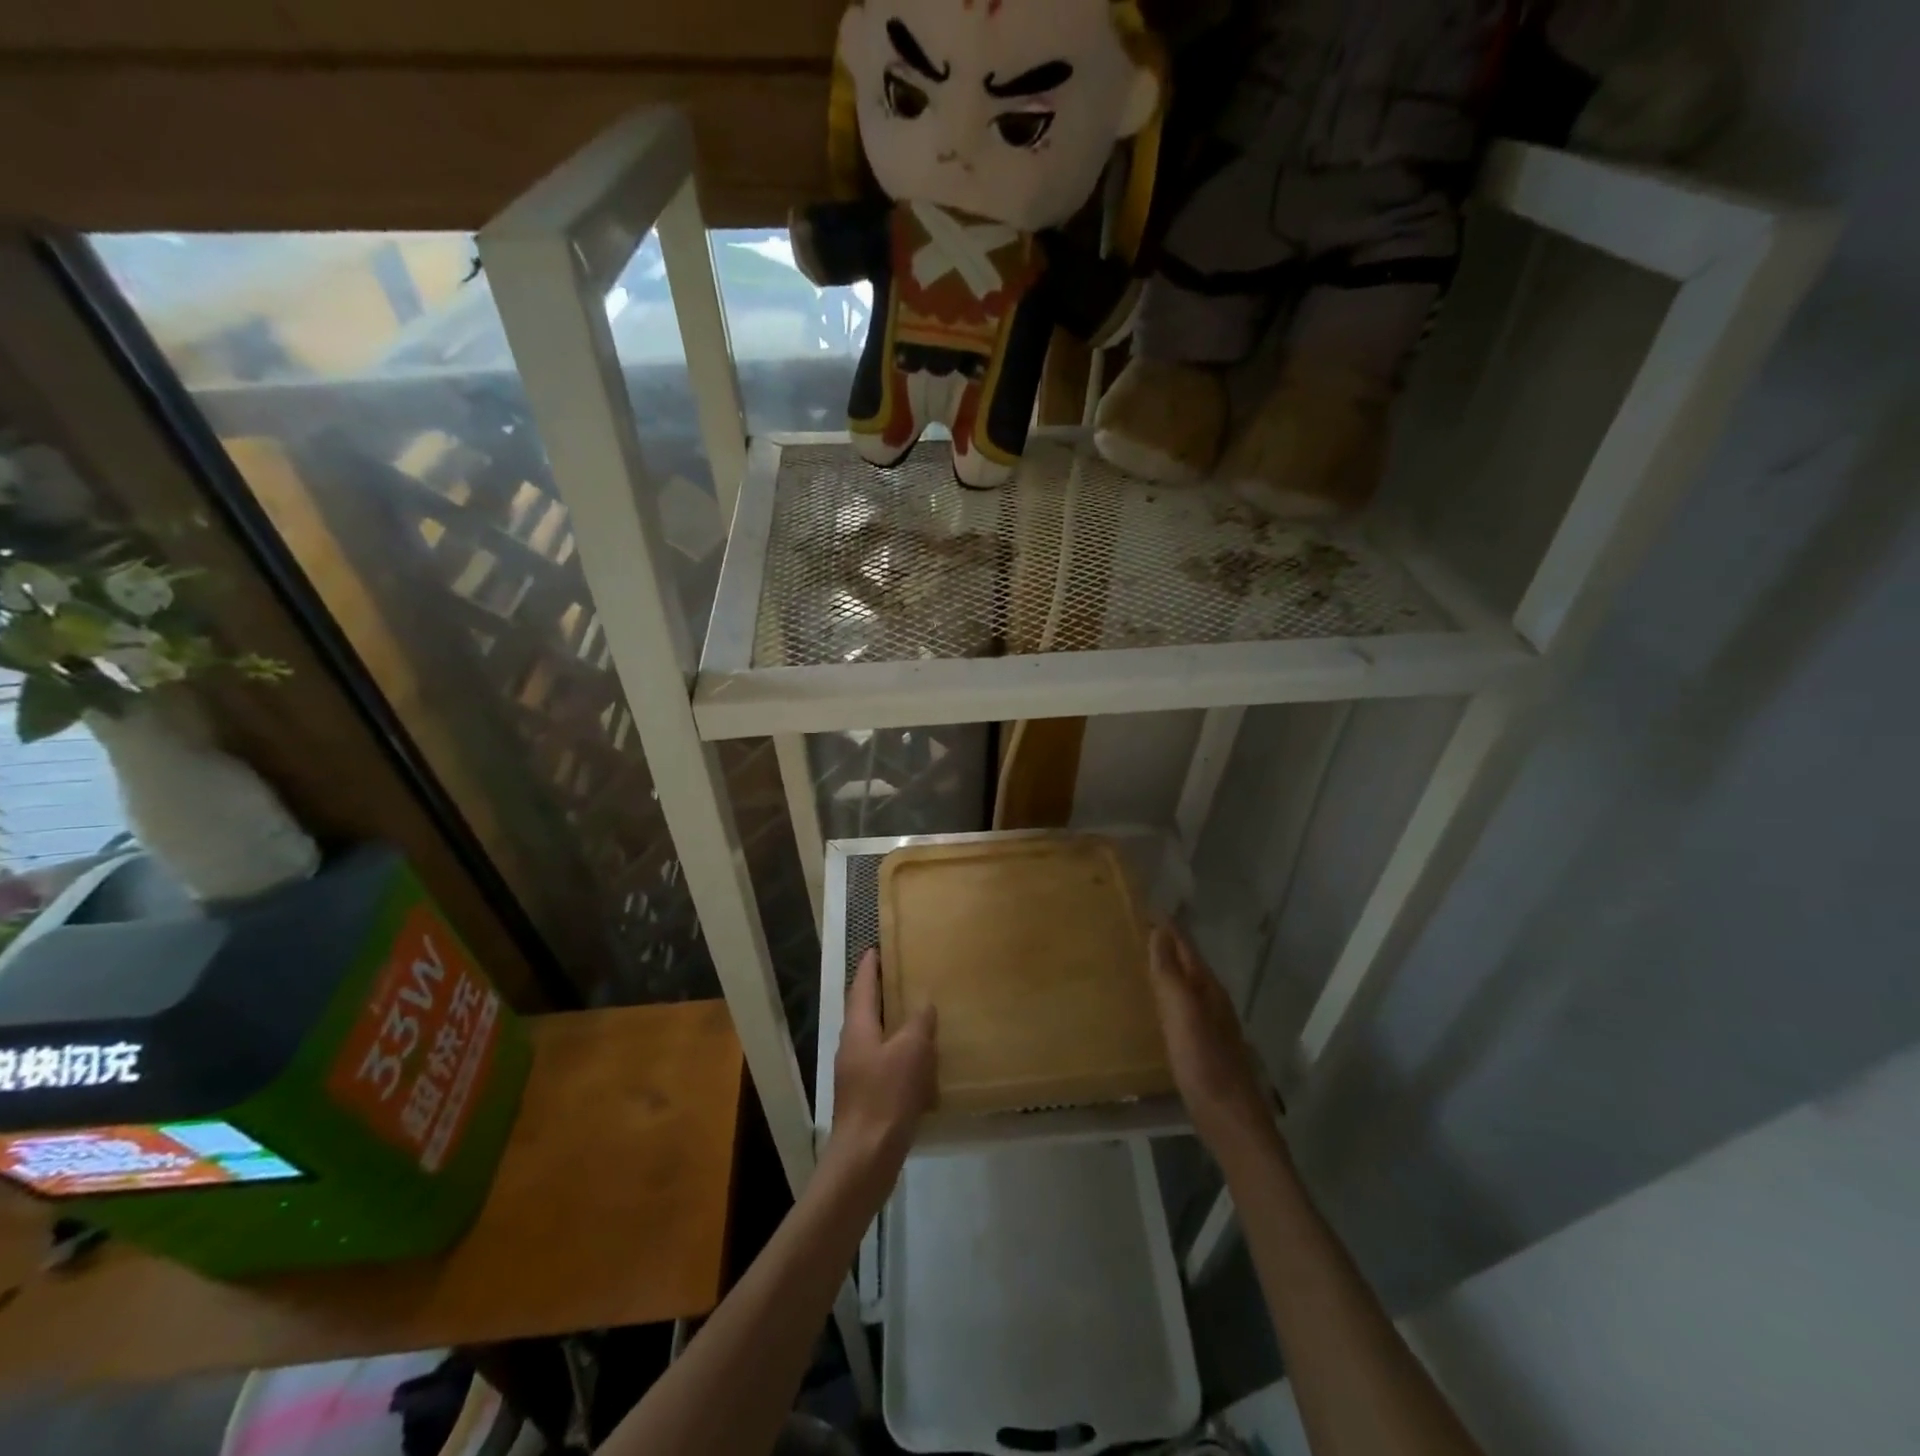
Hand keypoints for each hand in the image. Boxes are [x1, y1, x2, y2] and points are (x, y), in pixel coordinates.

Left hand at [826, 949, 936, 1181]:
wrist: (866, 1157)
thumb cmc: (886, 1096)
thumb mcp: (911, 1051)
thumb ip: (919, 1023)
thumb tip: (924, 1004)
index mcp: (858, 1028)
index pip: (861, 986)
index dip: (869, 966)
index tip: (877, 947)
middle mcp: (852, 1045)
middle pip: (865, 1010)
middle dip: (881, 992)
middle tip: (904, 976)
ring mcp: (856, 1073)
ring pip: (875, 1037)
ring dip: (893, 1023)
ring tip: (918, 1014)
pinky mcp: (866, 1096)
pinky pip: (884, 1062)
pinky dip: (900, 1052)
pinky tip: (921, 1060)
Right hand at [1148, 925, 1280, 1166]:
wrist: (1232, 1122)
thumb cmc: (1204, 1065)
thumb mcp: (1183, 1016)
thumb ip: (1170, 975)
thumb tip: (1159, 931)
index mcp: (1208, 988)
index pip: (1185, 945)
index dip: (1167, 926)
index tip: (1144, 905)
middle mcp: (1213, 1000)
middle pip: (1188, 962)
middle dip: (1166, 943)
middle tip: (1136, 926)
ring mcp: (1212, 1024)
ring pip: (1187, 984)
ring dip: (1168, 968)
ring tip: (1140, 959)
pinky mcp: (1206, 1046)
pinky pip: (1183, 1007)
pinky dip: (1168, 995)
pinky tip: (1157, 1006)